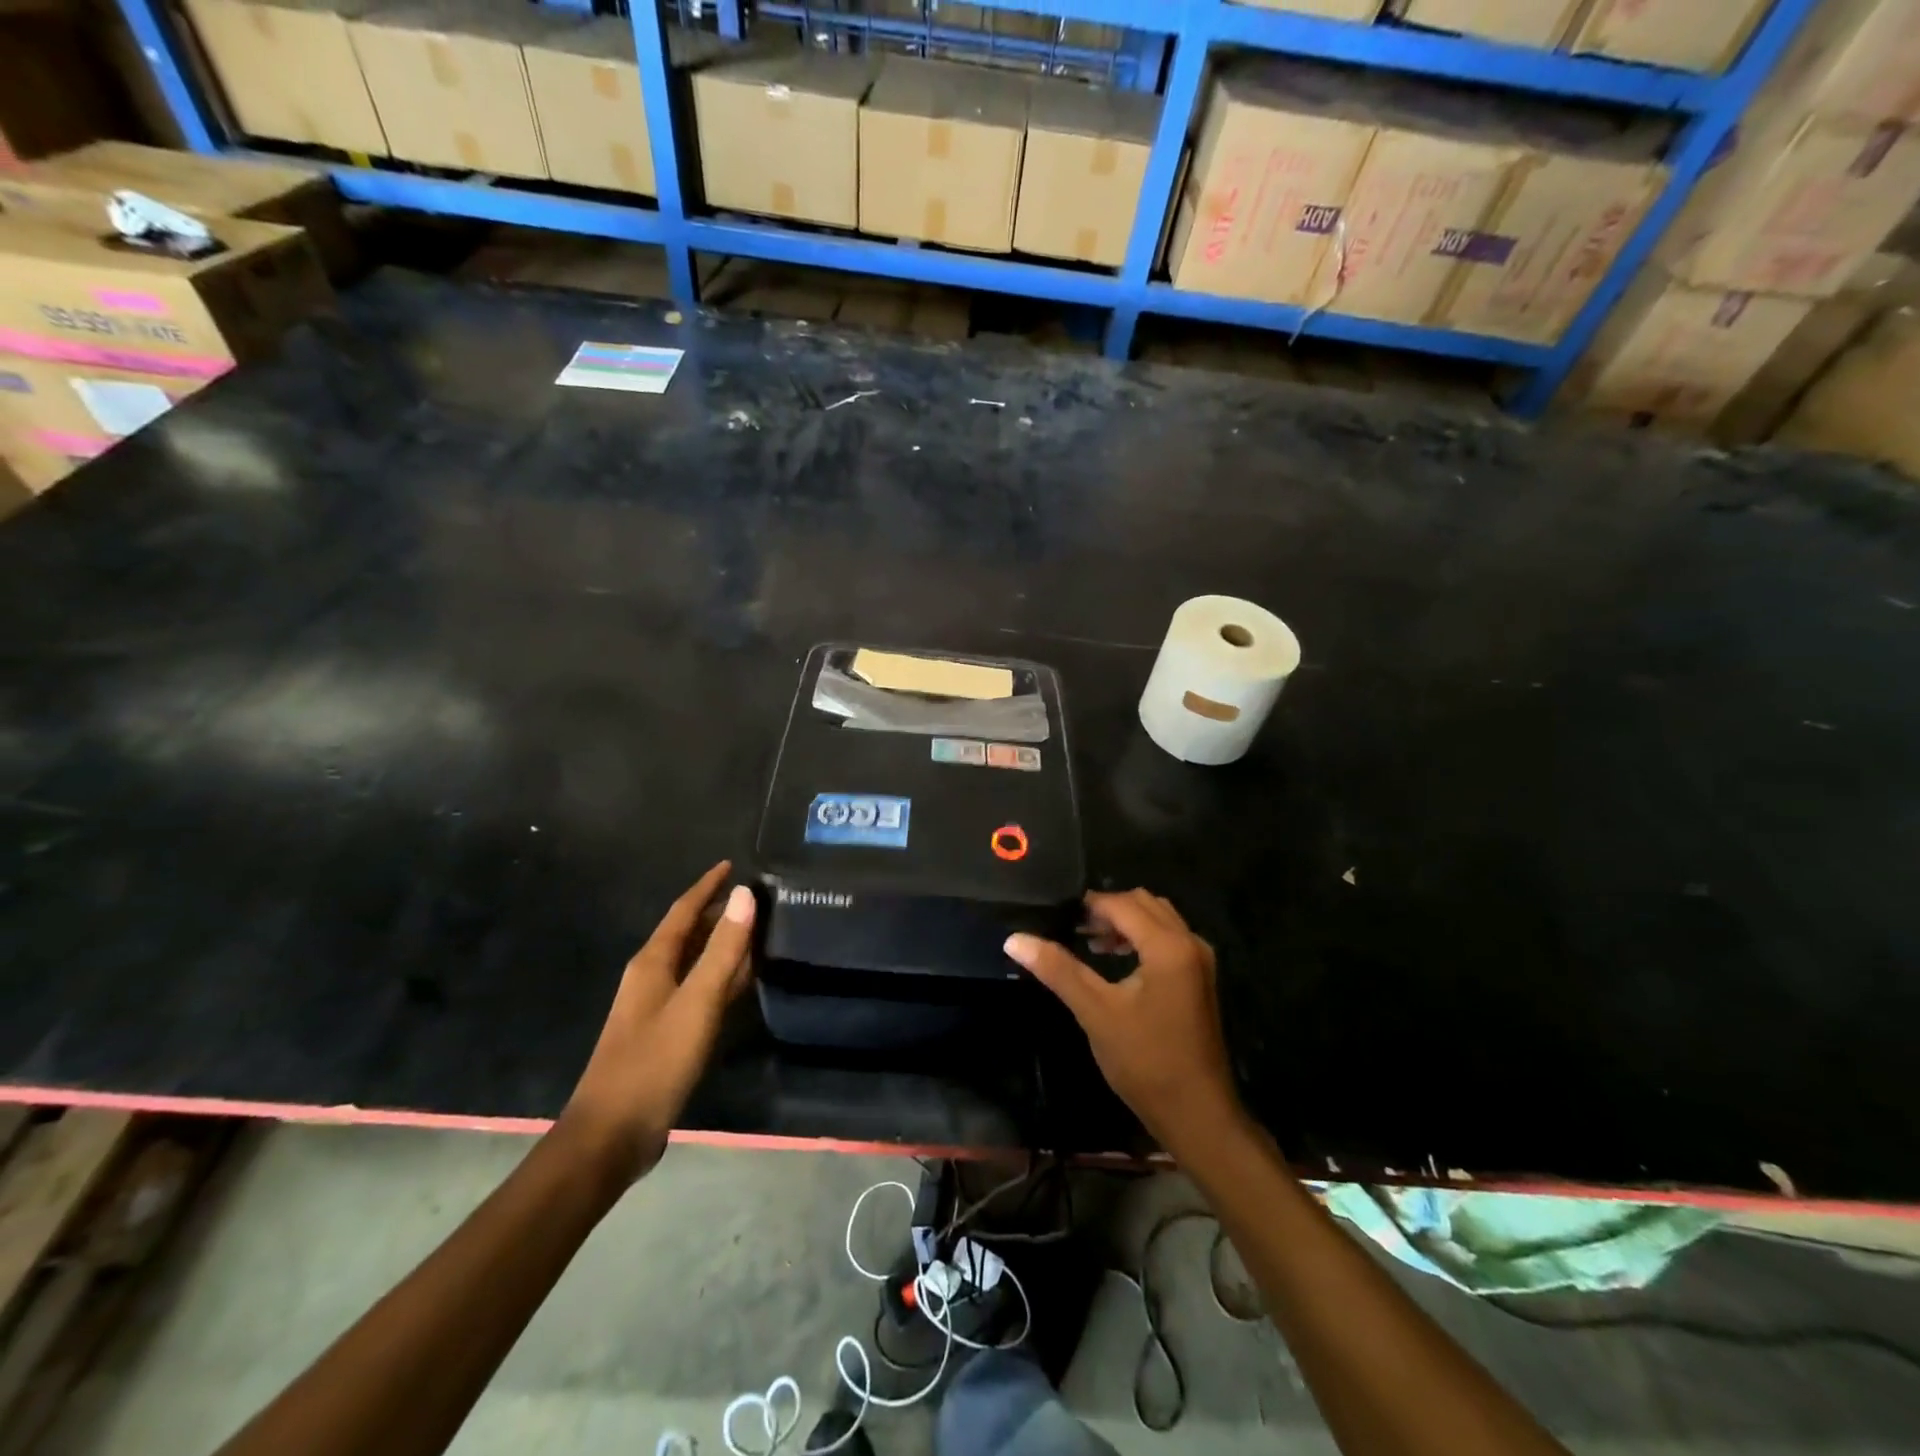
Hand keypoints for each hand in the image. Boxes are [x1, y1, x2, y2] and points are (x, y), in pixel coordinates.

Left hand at [560, 861, 755, 1182]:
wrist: (611, 1136)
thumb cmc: (654, 1063)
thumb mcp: (697, 1003)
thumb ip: (723, 950)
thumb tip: (745, 894)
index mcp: (653, 962)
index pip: (683, 910)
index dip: (707, 886)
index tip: (732, 865)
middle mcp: (651, 977)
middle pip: (688, 934)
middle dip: (719, 913)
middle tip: (757, 898)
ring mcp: (656, 1007)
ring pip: (694, 962)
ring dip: (722, 945)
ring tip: (758, 931)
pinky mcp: (665, 1034)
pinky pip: (698, 990)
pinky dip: (720, 978)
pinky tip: (741, 982)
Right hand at [1006, 890, 1240, 1151]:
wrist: (1197, 1113)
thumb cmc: (1145, 1061)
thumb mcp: (1096, 1012)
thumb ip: (1058, 969)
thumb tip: (1015, 939)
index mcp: (1168, 946)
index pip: (1122, 904)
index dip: (1088, 905)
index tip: (1057, 916)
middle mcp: (1190, 942)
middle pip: (1144, 903)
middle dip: (1107, 909)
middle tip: (1072, 928)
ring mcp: (1200, 960)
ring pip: (1158, 919)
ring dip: (1124, 922)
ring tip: (1090, 942)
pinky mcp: (1200, 978)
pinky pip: (1168, 938)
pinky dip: (1141, 937)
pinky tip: (1115, 960)